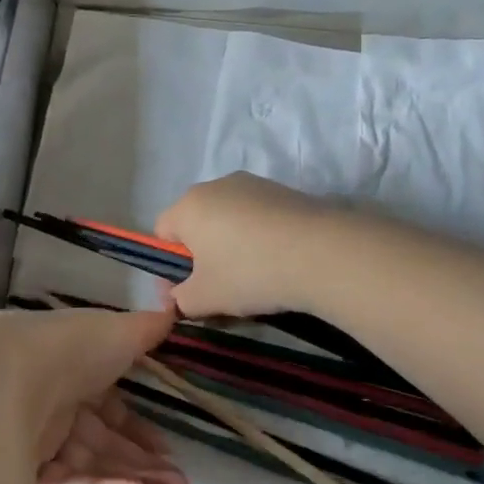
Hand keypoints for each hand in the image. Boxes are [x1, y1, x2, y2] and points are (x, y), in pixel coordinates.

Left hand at [0, 307, 188, 483]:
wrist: (5, 377)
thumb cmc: (68, 348)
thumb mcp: (116, 330)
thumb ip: (145, 329)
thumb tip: (173, 312)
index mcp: (68, 372)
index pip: (107, 408)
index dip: (138, 427)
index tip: (167, 444)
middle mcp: (51, 409)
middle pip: (102, 443)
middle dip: (144, 462)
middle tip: (182, 482)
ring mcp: (35, 446)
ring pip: (91, 469)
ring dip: (135, 480)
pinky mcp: (22, 479)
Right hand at [155, 173, 333, 319]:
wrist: (321, 252)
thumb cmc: (249, 272)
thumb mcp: (205, 298)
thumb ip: (181, 299)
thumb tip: (178, 297)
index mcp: (188, 206)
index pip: (162, 232)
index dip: (169, 265)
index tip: (186, 293)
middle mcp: (216, 185)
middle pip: (197, 223)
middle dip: (202, 255)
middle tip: (219, 288)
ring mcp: (253, 184)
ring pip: (229, 219)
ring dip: (232, 246)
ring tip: (254, 278)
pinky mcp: (284, 190)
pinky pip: (258, 217)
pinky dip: (260, 238)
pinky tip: (279, 262)